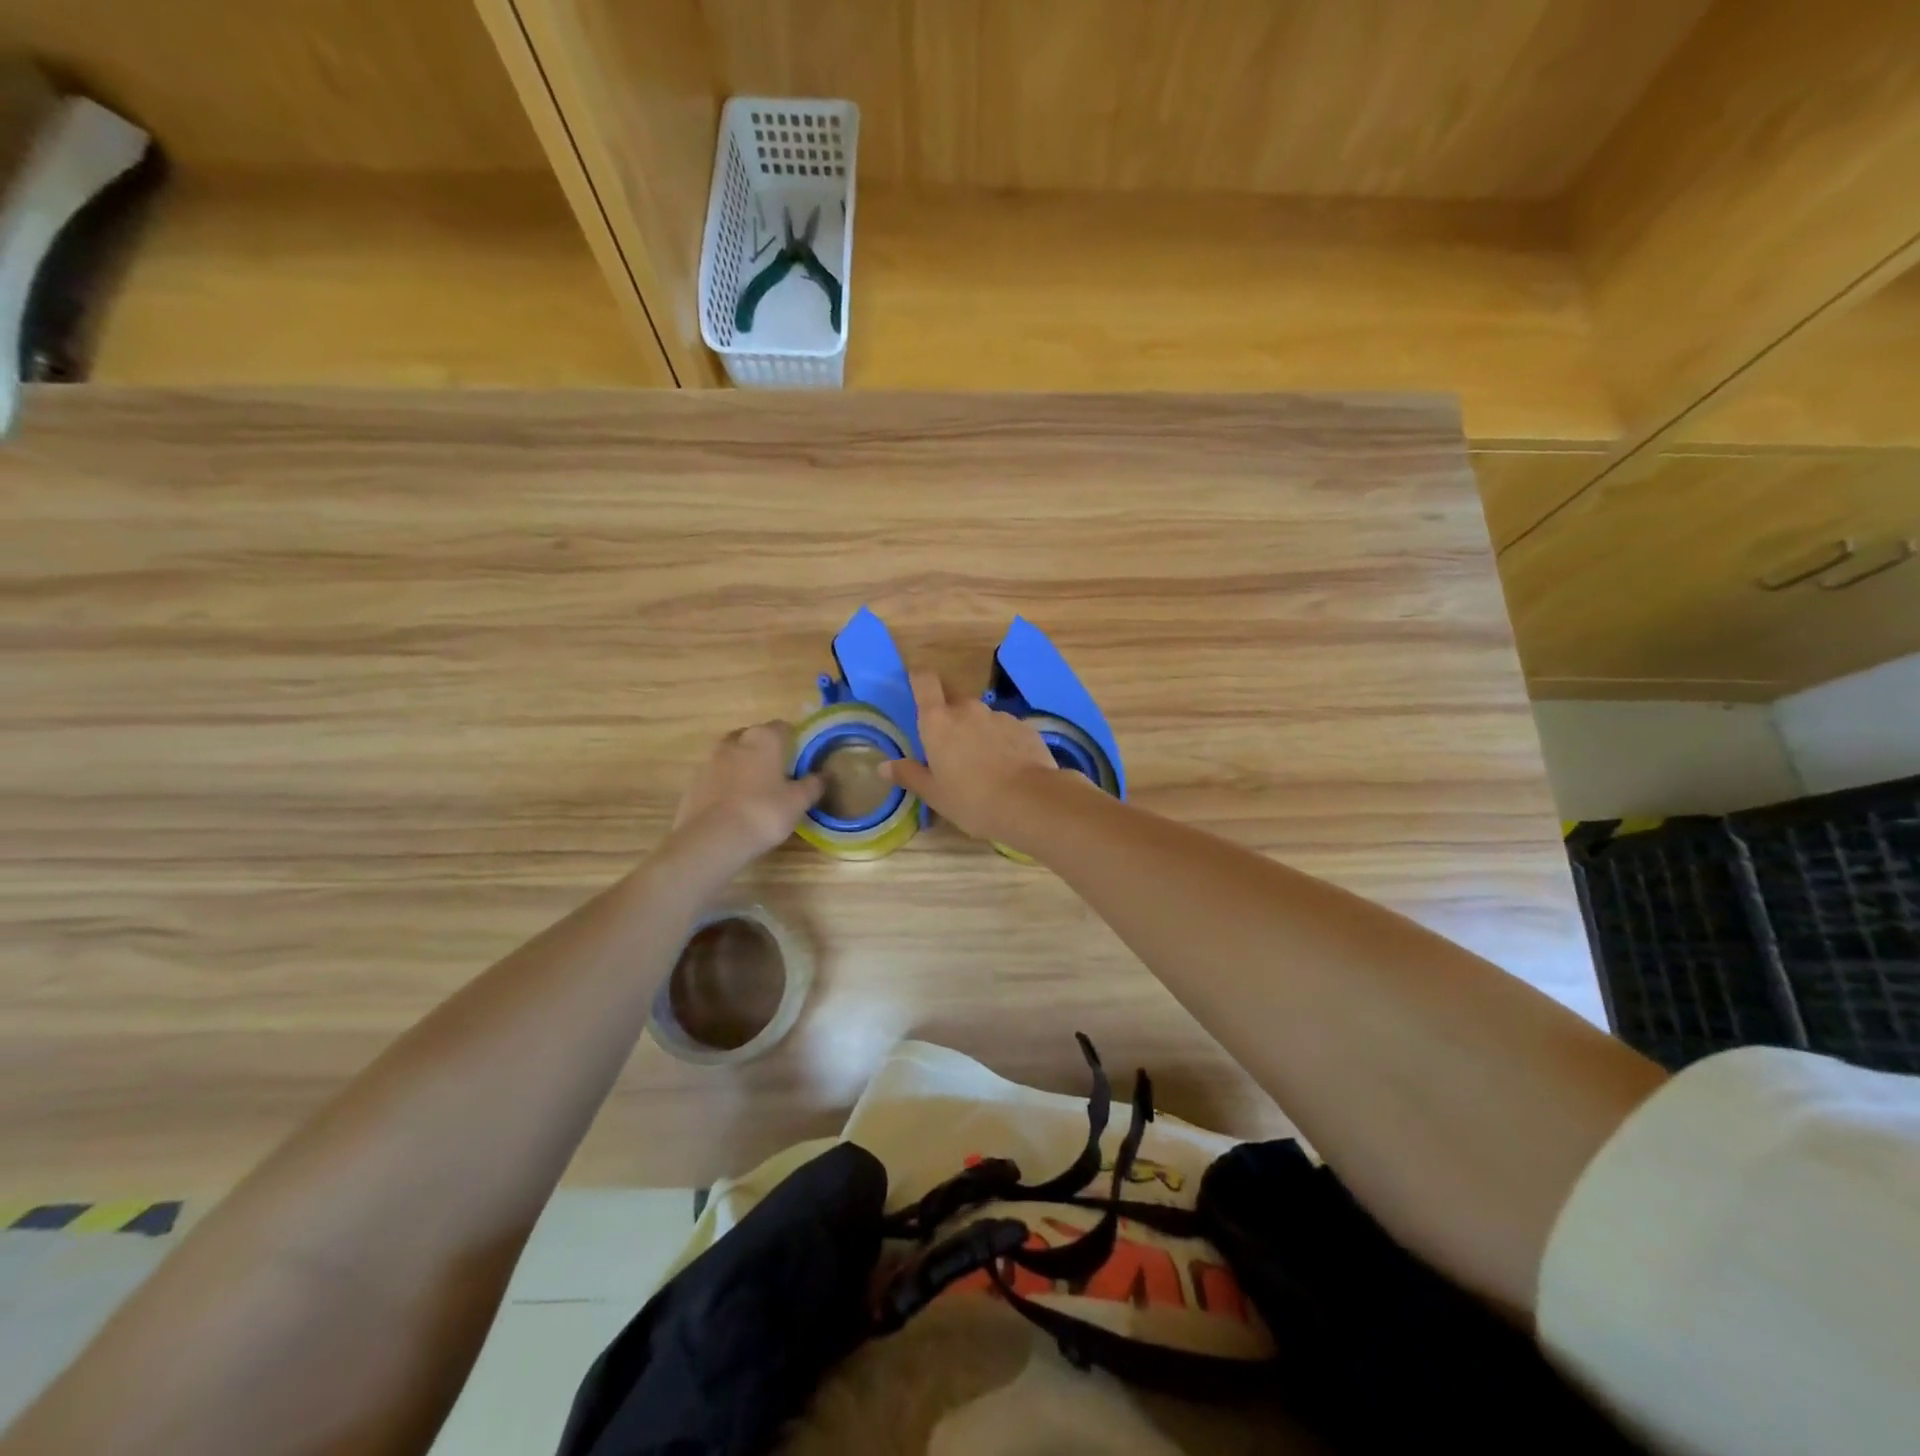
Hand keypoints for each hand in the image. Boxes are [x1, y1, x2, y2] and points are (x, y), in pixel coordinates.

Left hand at [670, 722, 823, 872]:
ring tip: (756, 790)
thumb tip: (824, 775)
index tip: (801, 758)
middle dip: (765, 749)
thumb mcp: (798, 802)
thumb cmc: (763, 813)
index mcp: (764, 738)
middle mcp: (736, 741)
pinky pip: (717, 775)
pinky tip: (735, 804)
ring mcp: (710, 760)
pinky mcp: (694, 782)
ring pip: (733, 754)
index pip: (783, 727)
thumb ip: (813, 785)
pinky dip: (726, 783)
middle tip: (779, 773)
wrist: (712, 839)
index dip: (794, 740)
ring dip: (744, 765)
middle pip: (754, 737)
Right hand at [881, 671, 1057, 843]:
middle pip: (954, 700)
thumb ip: (909, 775)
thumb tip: (884, 766)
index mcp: (938, 721)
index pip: (925, 682)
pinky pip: (1005, 729)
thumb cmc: (972, 800)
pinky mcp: (1024, 727)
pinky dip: (1002, 742)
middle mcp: (968, 710)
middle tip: (950, 745)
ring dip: (978, 731)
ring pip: (981, 716)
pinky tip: (1007, 767)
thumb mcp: (934, 794)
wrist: (1030, 802)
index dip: (920, 679)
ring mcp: (999, 716)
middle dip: (950, 715)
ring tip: (983, 763)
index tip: (917, 685)